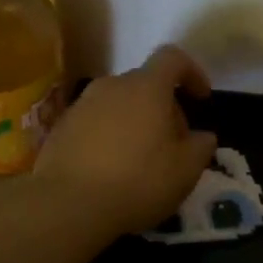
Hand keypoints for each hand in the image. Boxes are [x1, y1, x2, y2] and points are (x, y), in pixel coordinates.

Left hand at [35, 45, 218, 235]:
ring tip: (141, 160)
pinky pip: (95, 123)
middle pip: (145, 84)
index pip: (172, 58)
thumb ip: (201, 146)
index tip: (201, 98)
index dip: (192, 72)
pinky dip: (109, 137)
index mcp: (146, 87)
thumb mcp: (185, 170)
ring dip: (135, 122)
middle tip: (173, 144)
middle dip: (164, 108)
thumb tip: (202, 136)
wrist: (67, 205)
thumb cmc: (137, 181)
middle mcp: (111, 86)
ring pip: (118, 104)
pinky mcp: (60, 128)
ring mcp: (81, 105)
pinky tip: (111, 170)